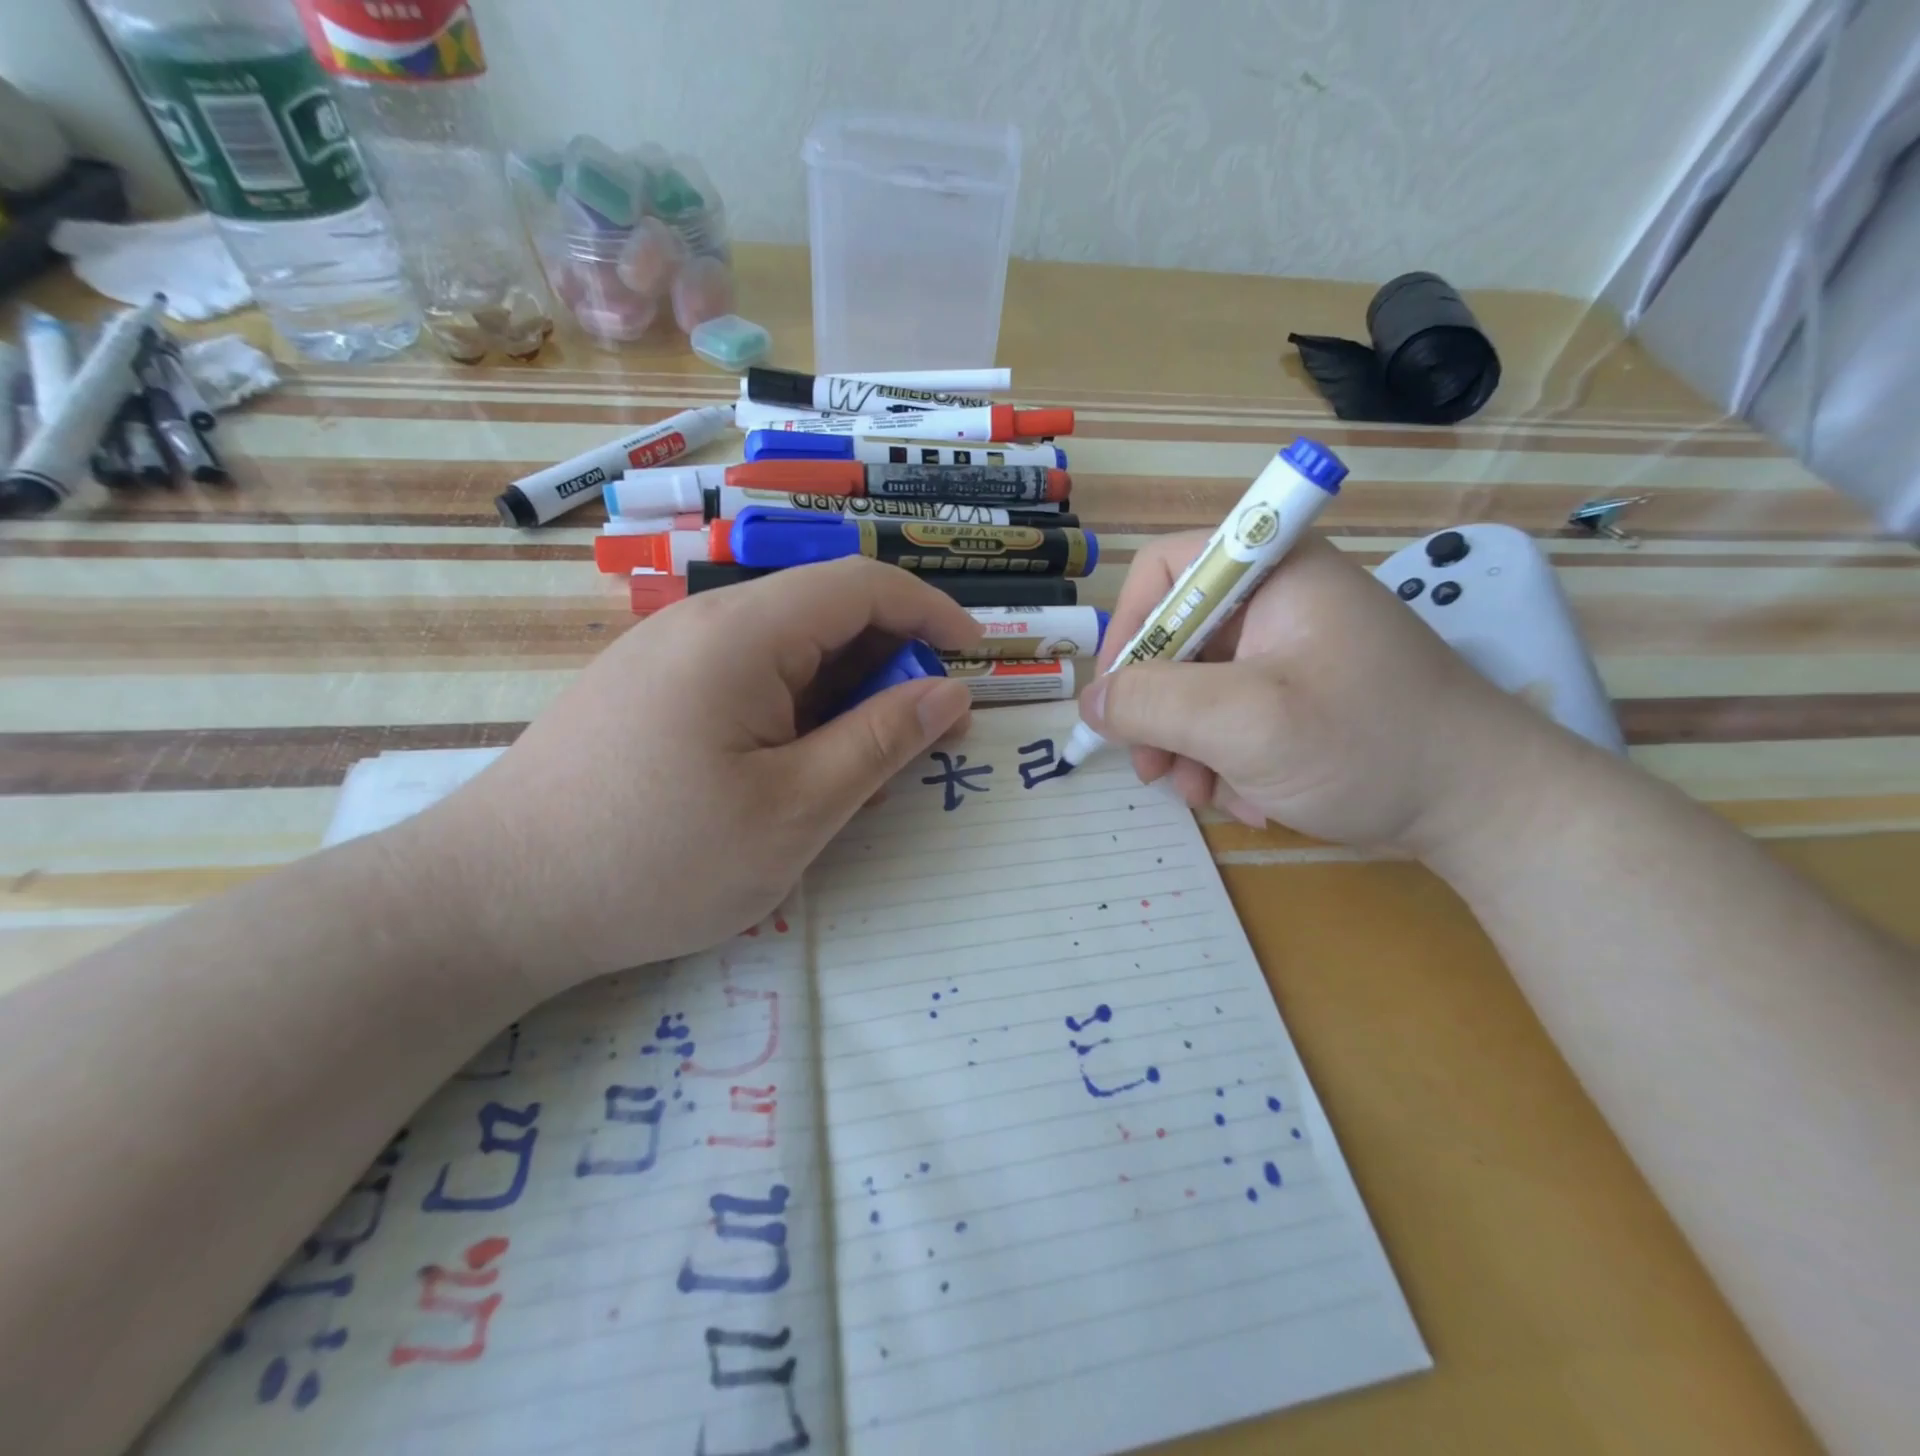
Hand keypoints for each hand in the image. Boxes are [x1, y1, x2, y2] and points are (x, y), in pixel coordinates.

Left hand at [403, 559, 981, 995]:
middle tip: (917, 743)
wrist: (492, 901)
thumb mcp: (794, 811)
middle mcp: (702, 623)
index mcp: (742, 633)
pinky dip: (793, 714)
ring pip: (786, 652)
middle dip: (889, 666)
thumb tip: (949, 693)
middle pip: (824, 615)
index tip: (975, 659)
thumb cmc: (657, 860)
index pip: (861, 585)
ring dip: (841, 698)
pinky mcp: (647, 692)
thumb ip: (881, 742)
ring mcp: (667, 655)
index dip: (931, 612)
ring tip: (856, 774)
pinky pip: (744, 681)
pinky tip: (790, 776)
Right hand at [1077, 531, 1560, 855]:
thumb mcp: (1245, 721)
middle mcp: (1277, 602)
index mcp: (1272, 572)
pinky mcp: (1302, 698)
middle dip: (1158, 711)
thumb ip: (1153, 703)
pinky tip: (1250, 800)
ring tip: (1202, 796)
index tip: (1117, 696)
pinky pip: (1233, 718)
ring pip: (1199, 688)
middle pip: (1177, 639)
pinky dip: (1226, 760)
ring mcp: (1291, 653)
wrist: (1485, 809)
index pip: (1164, 570)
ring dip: (1188, 747)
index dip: (1128, 629)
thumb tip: (1091, 702)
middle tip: (1151, 769)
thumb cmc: (1366, 744)